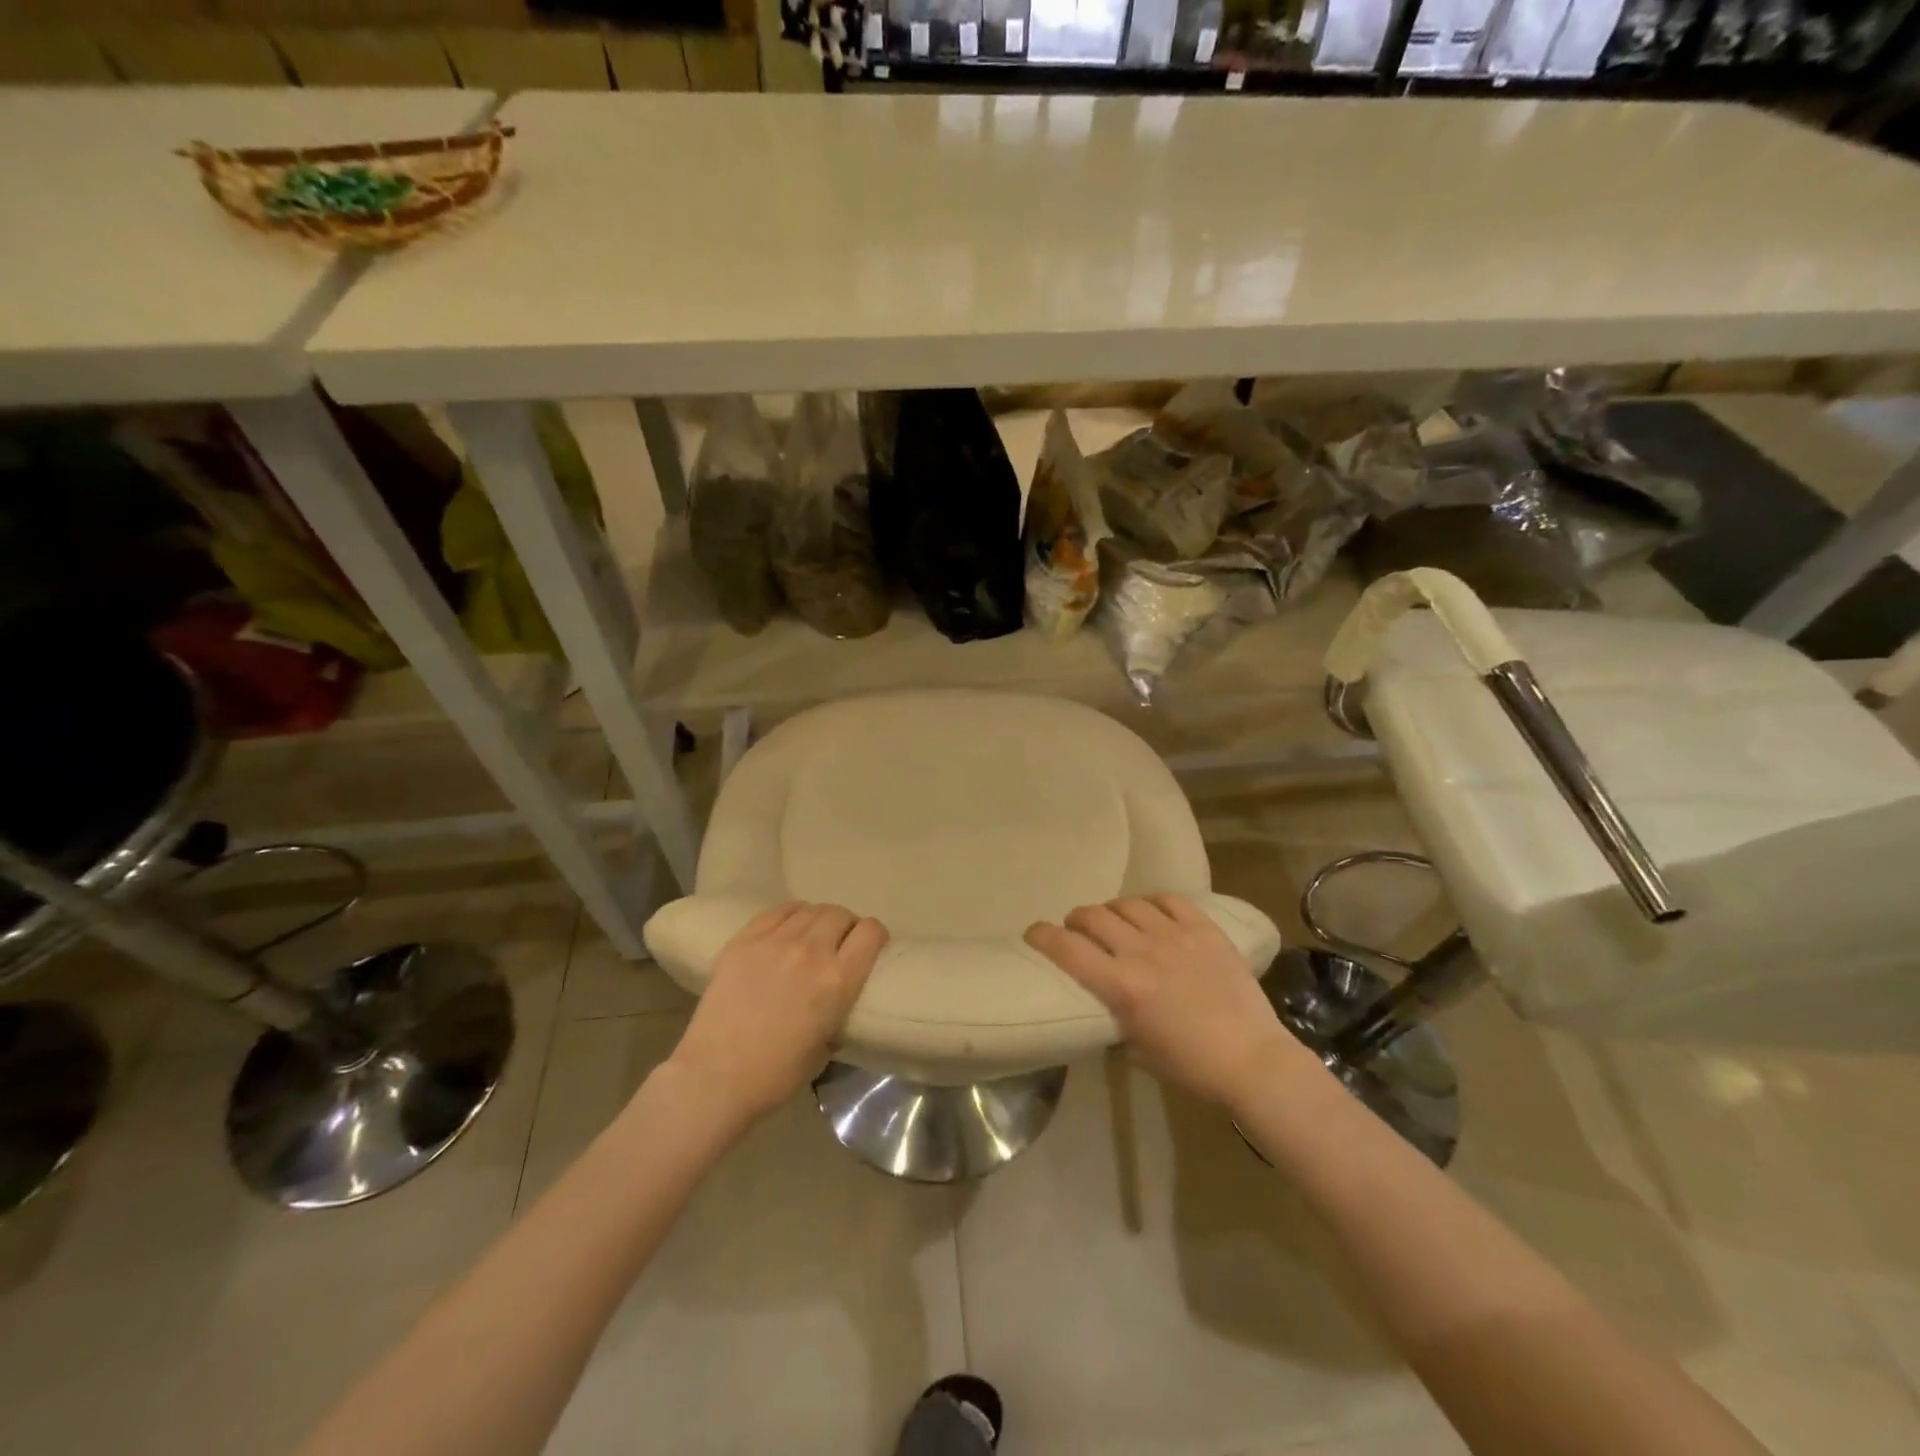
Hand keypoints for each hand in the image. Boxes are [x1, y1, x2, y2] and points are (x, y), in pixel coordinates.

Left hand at [667, 902, 887, 1130]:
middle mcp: (811, 951)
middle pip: (840, 915)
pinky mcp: (744, 939)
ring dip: (819, 920)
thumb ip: (839, 1009)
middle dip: (847, 927)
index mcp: (837, 980)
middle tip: (839, 944)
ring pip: (811, 909)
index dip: (875, 937)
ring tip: (812, 936)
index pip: (871, 932)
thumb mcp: (827, 1046)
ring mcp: (774, 941)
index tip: (869, 948)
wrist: (715, 1077)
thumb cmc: (776, 1074)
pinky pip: (778, 911)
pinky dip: (791, 915)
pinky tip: (788, 928)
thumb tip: (839, 995)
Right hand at [1025, 894, 1311, 1111]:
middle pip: (1093, 916)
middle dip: (1076, 920)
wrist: (1253, 1060)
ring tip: (1114, 921)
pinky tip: (1150, 914)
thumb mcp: (1137, 1053)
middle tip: (1077, 930)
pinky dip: (1151, 903)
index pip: (1067, 949)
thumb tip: (1102, 1006)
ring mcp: (1176, 936)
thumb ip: (1113, 1022)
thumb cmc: (1191, 1067)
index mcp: (1123, 987)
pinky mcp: (1204, 929)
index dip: (1042, 936)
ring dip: (1111, 910)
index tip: (1033, 933)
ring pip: (1127, 904)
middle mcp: (1143, 952)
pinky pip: (1169, 900)